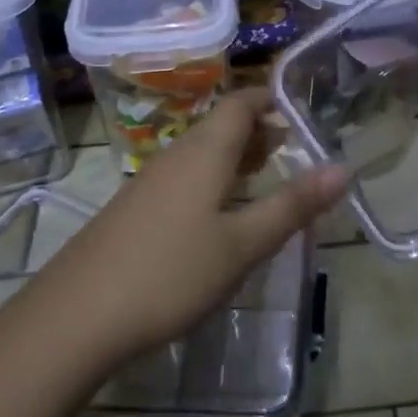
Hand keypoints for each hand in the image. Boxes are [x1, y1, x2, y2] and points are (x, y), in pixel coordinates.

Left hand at [14, 89, 346, 365]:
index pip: (239, 103)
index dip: (268, 98)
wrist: (75, 317)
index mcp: (204, 152)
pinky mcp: (133, 210)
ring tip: (262, 174)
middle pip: (220, 126)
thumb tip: (342, 169)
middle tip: (291, 148)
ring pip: (200, 153)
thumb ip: (292, 206)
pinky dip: (211, 179)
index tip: (297, 109)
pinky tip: (217, 214)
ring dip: (234, 156)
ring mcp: (148, 182)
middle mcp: (175, 156)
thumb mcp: (242, 245)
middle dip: (257, 130)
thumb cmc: (170, 273)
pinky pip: (182, 176)